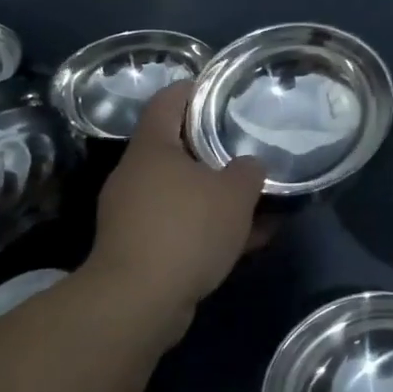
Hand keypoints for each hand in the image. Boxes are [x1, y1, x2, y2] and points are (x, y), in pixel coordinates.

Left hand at [89, 82, 265, 324]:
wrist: (138, 303)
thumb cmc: (186, 229)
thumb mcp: (235, 193)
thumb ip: (248, 171)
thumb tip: (247, 167)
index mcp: (152, 149)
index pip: (168, 100)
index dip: (194, 88)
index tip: (222, 89)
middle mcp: (136, 175)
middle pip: (177, 147)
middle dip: (213, 148)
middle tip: (248, 145)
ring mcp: (134, 214)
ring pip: (183, 192)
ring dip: (217, 195)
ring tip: (258, 199)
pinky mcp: (139, 249)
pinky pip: (182, 226)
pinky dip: (210, 228)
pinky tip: (248, 240)